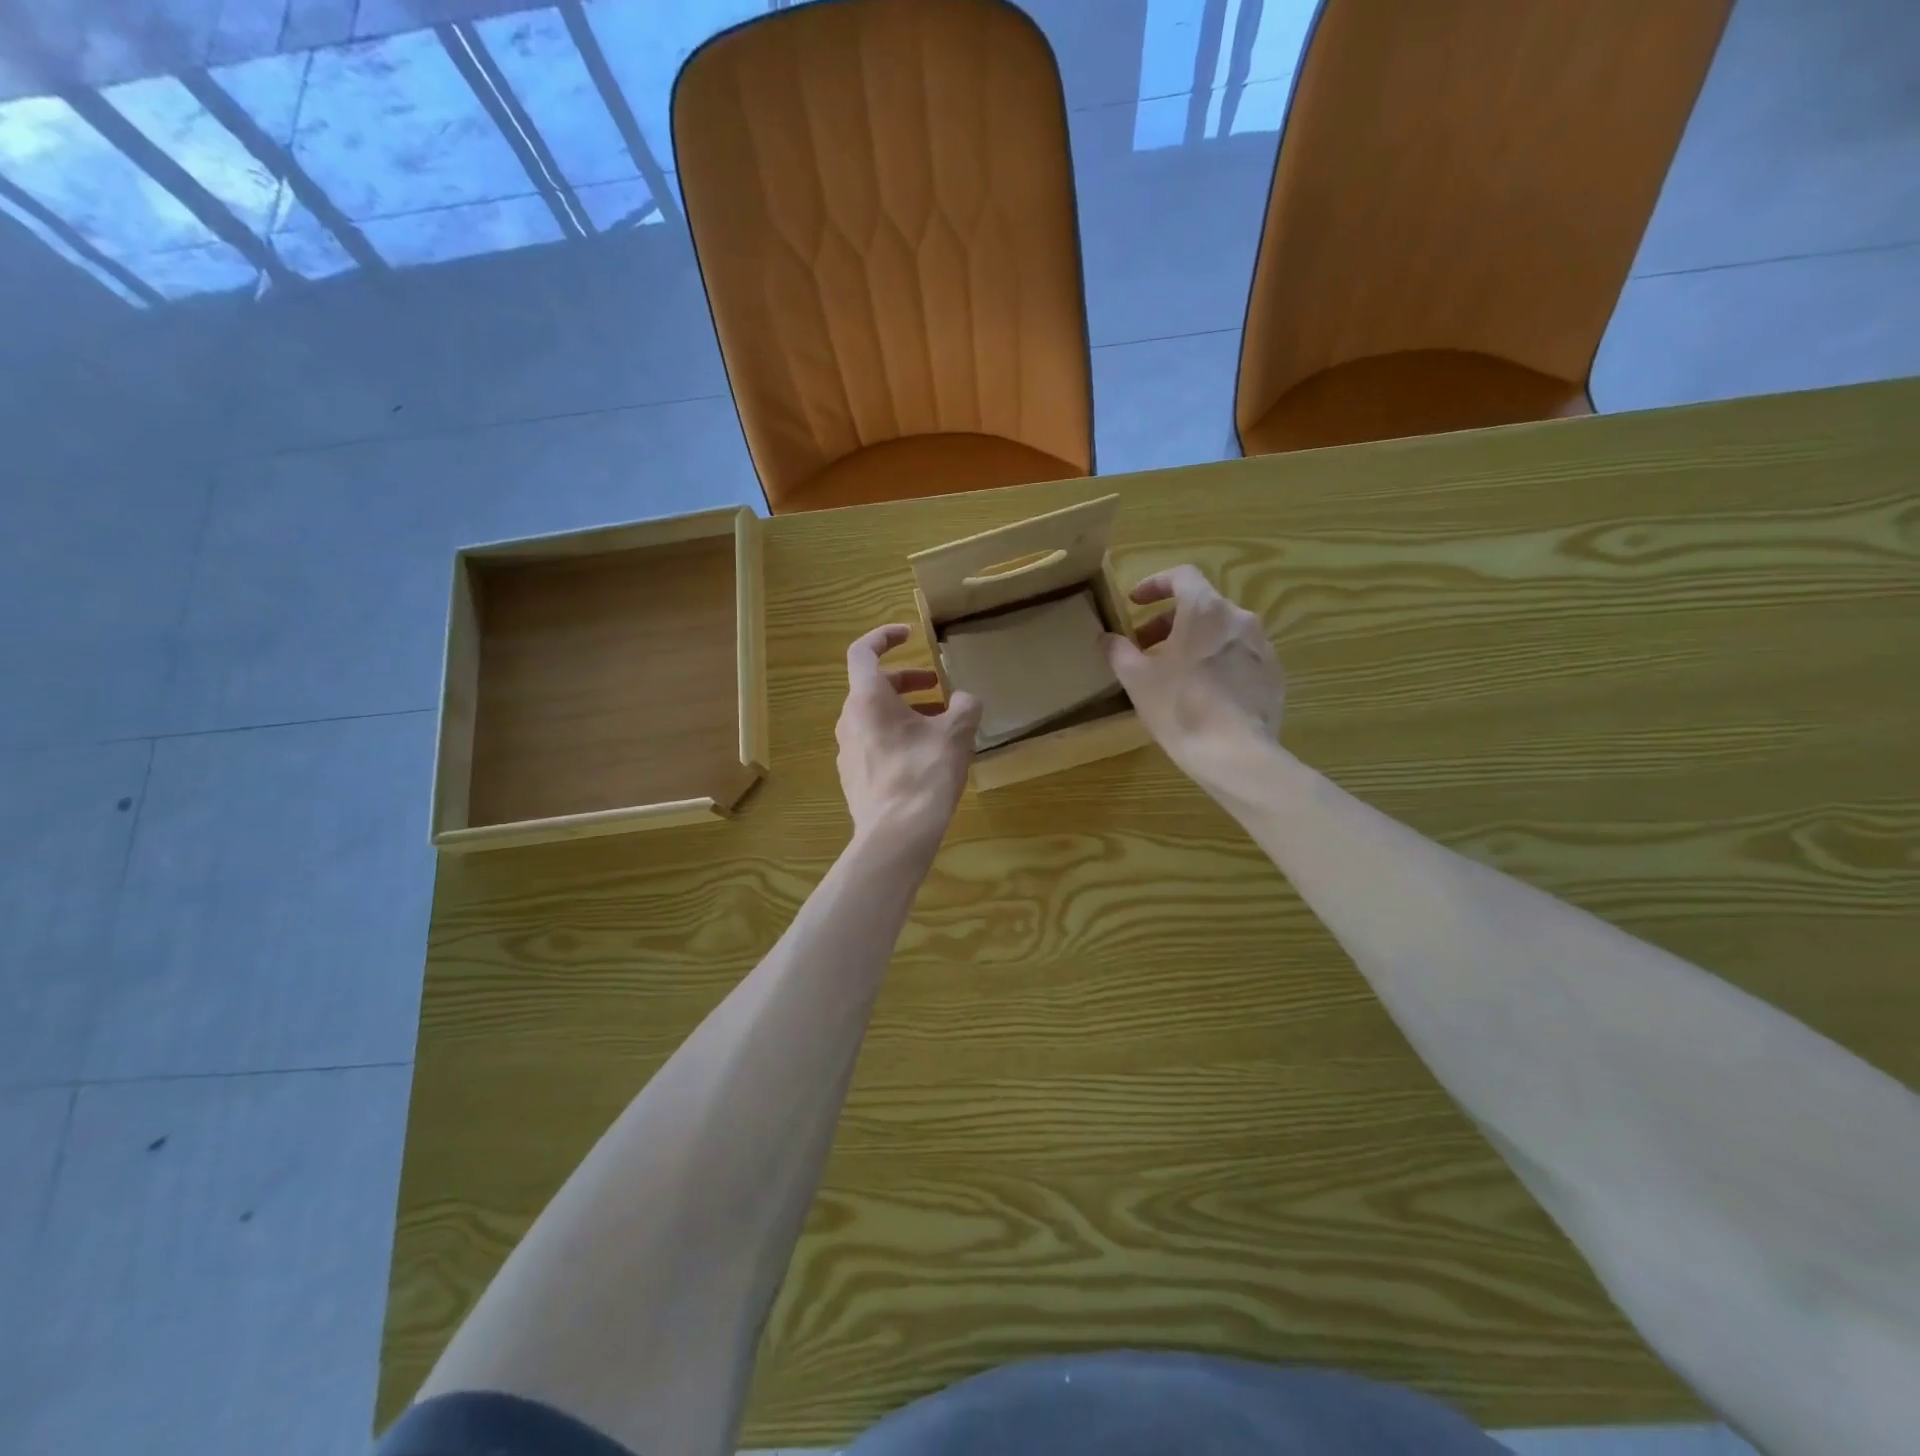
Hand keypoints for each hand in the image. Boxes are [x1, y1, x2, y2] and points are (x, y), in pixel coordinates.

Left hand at [836, 625, 982, 857]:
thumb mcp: (956, 734)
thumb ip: (964, 706)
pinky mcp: (853, 776)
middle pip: (874, 686)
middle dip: (908, 681)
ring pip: (875, 717)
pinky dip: (897, 736)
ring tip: (940, 725)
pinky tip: (925, 757)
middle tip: (939, 688)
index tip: (909, 634)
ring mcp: (848, 750)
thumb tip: (964, 700)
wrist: (896, 834)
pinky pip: (874, 742)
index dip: (884, 637)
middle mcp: (850, 719)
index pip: (863, 652)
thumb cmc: (924, 773)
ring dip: (906, 711)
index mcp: (867, 699)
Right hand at [1104, 565, 1285, 780]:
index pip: (1181, 576)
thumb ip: (1118, 651)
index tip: (1135, 603)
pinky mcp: (1273, 674)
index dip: (1155, 584)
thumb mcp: (1137, 679)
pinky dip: (1218, 662)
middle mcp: (1239, 617)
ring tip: (1174, 670)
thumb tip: (1106, 638)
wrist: (1235, 754)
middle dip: (1169, 620)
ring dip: (1195, 641)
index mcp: (1205, 610)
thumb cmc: (1180, 708)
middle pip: (1201, 605)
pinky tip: (1204, 692)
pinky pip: (1240, 656)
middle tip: (1145, 645)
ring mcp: (1262, 646)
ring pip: (1222, 631)